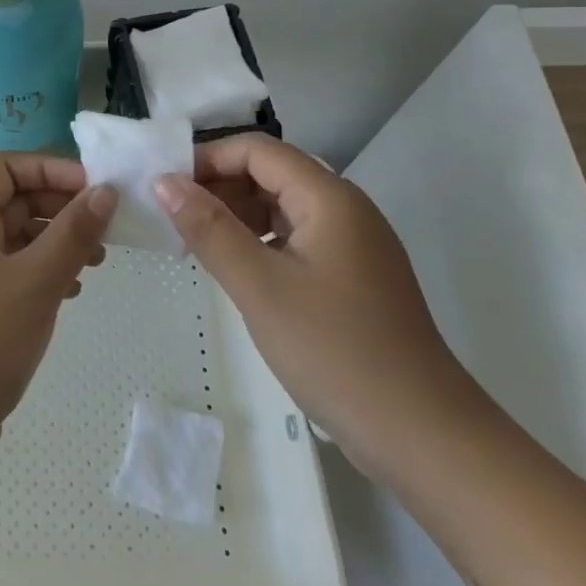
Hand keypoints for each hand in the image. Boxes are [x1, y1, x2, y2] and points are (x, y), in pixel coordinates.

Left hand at [0, 154, 116, 484]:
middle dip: (60, 207)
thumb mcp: (33, 283)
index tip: (95, 188)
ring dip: (56, 241)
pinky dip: (43, 273)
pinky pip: (13, 273)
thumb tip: (105, 192)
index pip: (5, 168)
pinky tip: (71, 291)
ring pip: (17, 239)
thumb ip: (72, 234)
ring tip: (97, 260)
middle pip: (13, 201)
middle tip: (106, 227)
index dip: (50, 169)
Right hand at [153, 135, 481, 465]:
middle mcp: (345, 210)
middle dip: (219, 187)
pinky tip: (235, 269)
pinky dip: (259, 243)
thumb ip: (209, 228)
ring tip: (194, 244)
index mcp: (329, 198)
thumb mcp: (259, 286)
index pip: (258, 150)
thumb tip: (164, 181)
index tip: (165, 187)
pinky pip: (295, 239)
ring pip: (282, 208)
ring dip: (236, 216)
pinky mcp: (352, 278)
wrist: (422, 435)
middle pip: (271, 174)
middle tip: (172, 218)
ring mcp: (353, 245)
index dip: (208, 158)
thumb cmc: (335, 351)